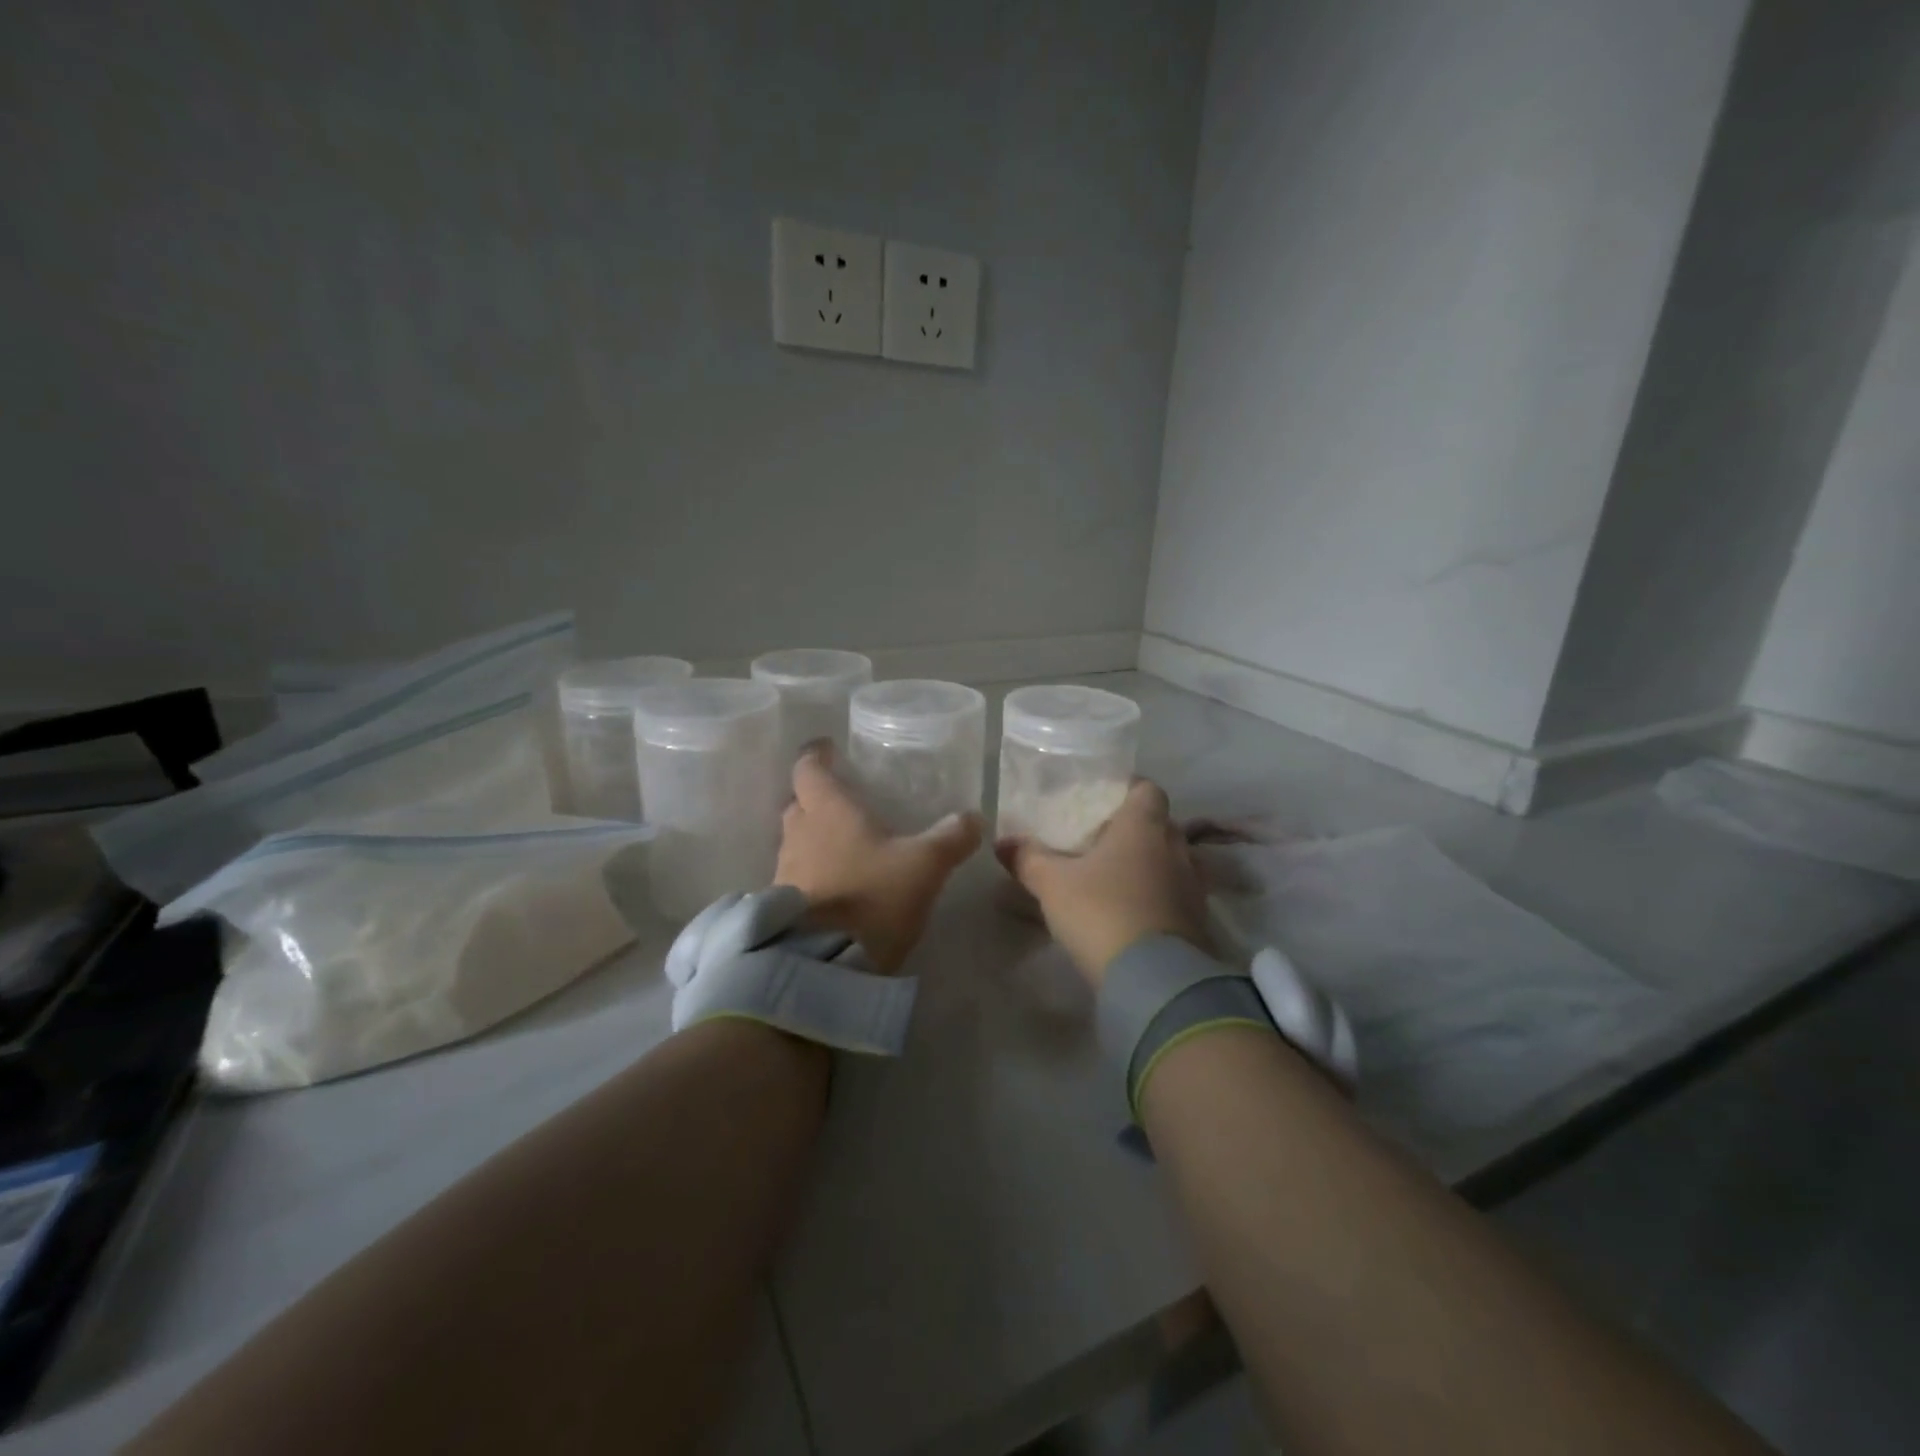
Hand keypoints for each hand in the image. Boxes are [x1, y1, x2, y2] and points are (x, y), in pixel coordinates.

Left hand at [775, 744, 981, 972]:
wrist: (824, 966)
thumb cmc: (873, 896)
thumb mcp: (924, 865)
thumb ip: (950, 838)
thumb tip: (974, 817)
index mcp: (828, 810)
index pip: (808, 768)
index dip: (817, 755)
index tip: (827, 748)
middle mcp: (799, 833)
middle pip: (798, 803)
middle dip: (815, 798)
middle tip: (843, 800)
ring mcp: (785, 871)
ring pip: (796, 841)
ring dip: (814, 837)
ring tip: (844, 843)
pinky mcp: (783, 906)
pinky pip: (796, 875)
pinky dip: (813, 871)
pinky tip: (837, 883)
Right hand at [996, 778, 1210, 985]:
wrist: (1154, 980)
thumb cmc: (1101, 911)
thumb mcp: (1052, 884)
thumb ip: (1028, 858)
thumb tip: (1002, 842)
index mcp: (1144, 825)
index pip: (1148, 789)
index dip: (1128, 789)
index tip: (1104, 800)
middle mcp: (1176, 847)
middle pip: (1160, 825)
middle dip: (1135, 830)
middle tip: (1102, 841)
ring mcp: (1193, 885)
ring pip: (1171, 861)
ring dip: (1149, 865)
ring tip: (1116, 878)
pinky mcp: (1199, 921)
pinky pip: (1177, 894)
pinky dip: (1158, 896)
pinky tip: (1132, 911)